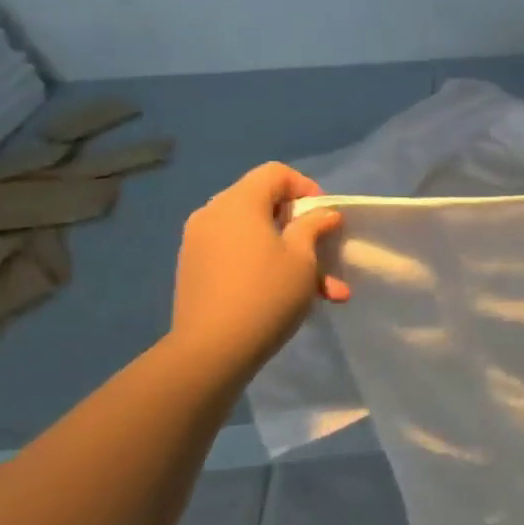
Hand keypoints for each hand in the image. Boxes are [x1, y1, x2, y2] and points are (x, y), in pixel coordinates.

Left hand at [169, 162, 347, 373]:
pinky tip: (292, 297)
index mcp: (238, 203)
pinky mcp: (196, 270)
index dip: (306, 188)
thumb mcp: (303, 258)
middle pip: (265, 204)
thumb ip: (314, 226)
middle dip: (301, 228)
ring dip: (291, 255)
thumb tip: (324, 212)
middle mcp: (213, 215)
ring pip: (256, 236)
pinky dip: (266, 265)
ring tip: (325, 290)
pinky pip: (239, 254)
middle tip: (326, 253)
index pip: (275, 173)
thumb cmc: (266, 293)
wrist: (211, 351)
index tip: (325, 217)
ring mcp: (200, 244)